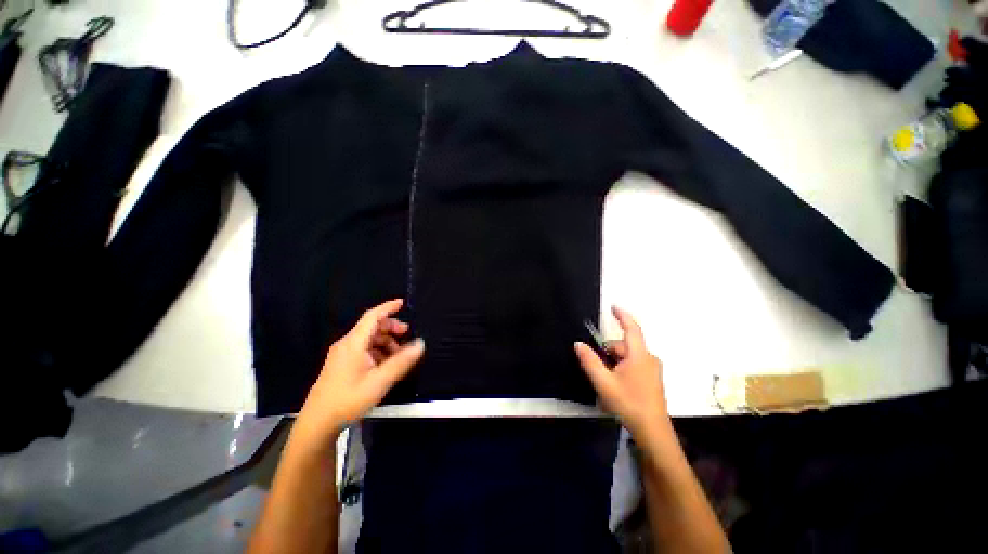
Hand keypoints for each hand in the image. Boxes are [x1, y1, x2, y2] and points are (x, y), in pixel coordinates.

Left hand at [295, 299, 424, 442]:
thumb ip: (402, 361)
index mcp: (354, 343)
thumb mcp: (380, 381)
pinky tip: (386, 364)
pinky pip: (364, 349)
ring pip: (369, 339)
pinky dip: (378, 351)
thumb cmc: (349, 399)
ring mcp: (342, 355)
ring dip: (386, 342)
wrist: (318, 423)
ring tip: (399, 355)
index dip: (388, 307)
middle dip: (391, 328)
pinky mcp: (342, 364)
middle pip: (372, 327)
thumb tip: (421, 344)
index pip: (372, 316)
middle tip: (407, 335)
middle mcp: (347, 344)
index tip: (403, 303)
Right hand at [575, 306, 669, 439]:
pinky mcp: (652, 379)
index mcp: (639, 355)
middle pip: (623, 346)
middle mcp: (648, 358)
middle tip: (598, 371)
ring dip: (613, 363)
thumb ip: (590, 361)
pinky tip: (615, 386)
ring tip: (606, 383)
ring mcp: (652, 369)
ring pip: (627, 357)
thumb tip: (578, 344)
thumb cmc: (629, 404)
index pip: (632, 328)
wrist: (653, 432)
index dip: (622, 316)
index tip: (613, 306)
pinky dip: (621, 369)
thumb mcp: (604, 382)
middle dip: (608, 352)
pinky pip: (633, 365)